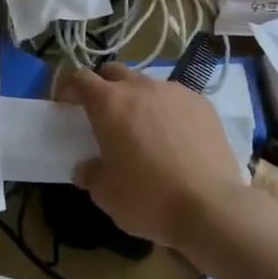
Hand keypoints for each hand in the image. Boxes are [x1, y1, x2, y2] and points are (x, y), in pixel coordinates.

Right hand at [60, 63, 249, 252]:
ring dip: (137, 98)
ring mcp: (175, 92)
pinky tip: (175, 137)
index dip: (69, 87)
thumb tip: (87, 167)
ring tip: (142, 127)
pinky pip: (176, 98)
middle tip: (102, 113)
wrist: (212, 206)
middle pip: (114, 72)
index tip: (66, 103)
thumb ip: (90, 174)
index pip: (81, 79)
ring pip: (147, 84)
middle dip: (103, 86)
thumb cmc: (149, 199)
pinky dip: (167, 110)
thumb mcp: (106, 194)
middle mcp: (141, 88)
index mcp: (110, 104)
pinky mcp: (203, 103)